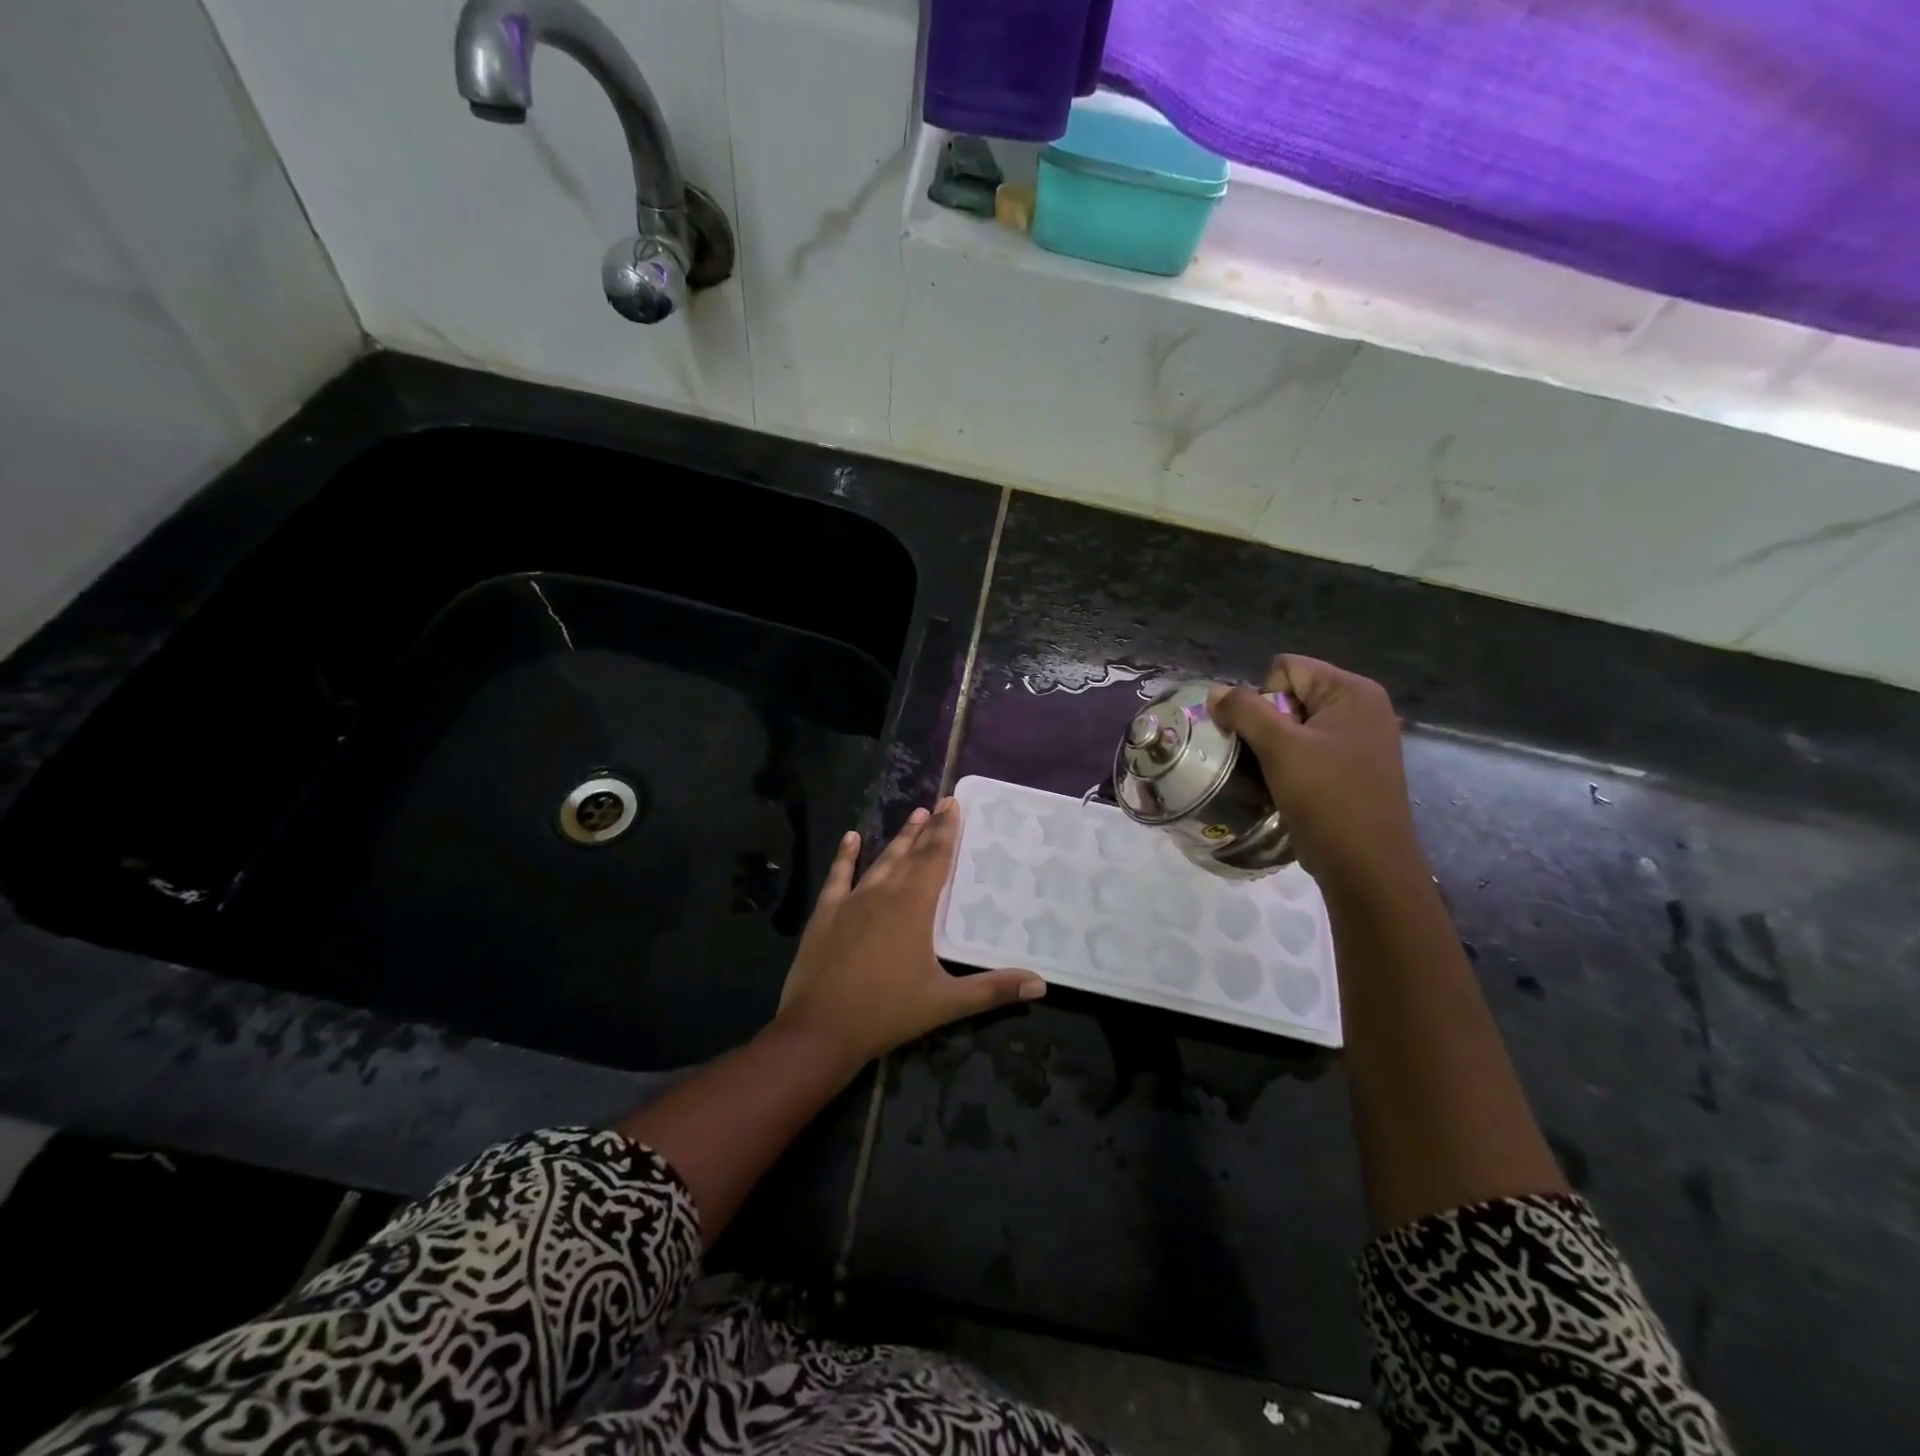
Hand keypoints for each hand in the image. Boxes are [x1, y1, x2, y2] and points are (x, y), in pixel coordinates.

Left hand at [774, 799, 1045, 1070]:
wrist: (820, 1029)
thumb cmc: (887, 1013)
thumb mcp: (945, 1002)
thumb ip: (993, 990)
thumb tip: (1041, 983)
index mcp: (914, 907)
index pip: (936, 859)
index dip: (947, 831)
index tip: (954, 804)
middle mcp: (884, 893)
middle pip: (911, 854)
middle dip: (928, 829)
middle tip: (940, 804)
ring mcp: (852, 901)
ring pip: (881, 861)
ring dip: (898, 839)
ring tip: (913, 816)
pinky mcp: (826, 913)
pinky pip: (838, 876)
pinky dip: (845, 856)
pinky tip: (852, 838)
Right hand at [1209, 656, 1424, 893]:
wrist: (1366, 867)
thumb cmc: (1327, 799)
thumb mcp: (1280, 749)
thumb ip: (1244, 711)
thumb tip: (1216, 692)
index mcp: (1353, 691)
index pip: (1286, 669)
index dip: (1264, 699)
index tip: (1267, 738)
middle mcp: (1361, 708)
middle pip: (1290, 696)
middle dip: (1266, 725)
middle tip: (1264, 760)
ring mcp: (1359, 739)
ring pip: (1294, 726)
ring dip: (1272, 749)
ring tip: (1271, 778)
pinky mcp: (1352, 768)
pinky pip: (1307, 750)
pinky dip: (1289, 765)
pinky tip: (1286, 790)